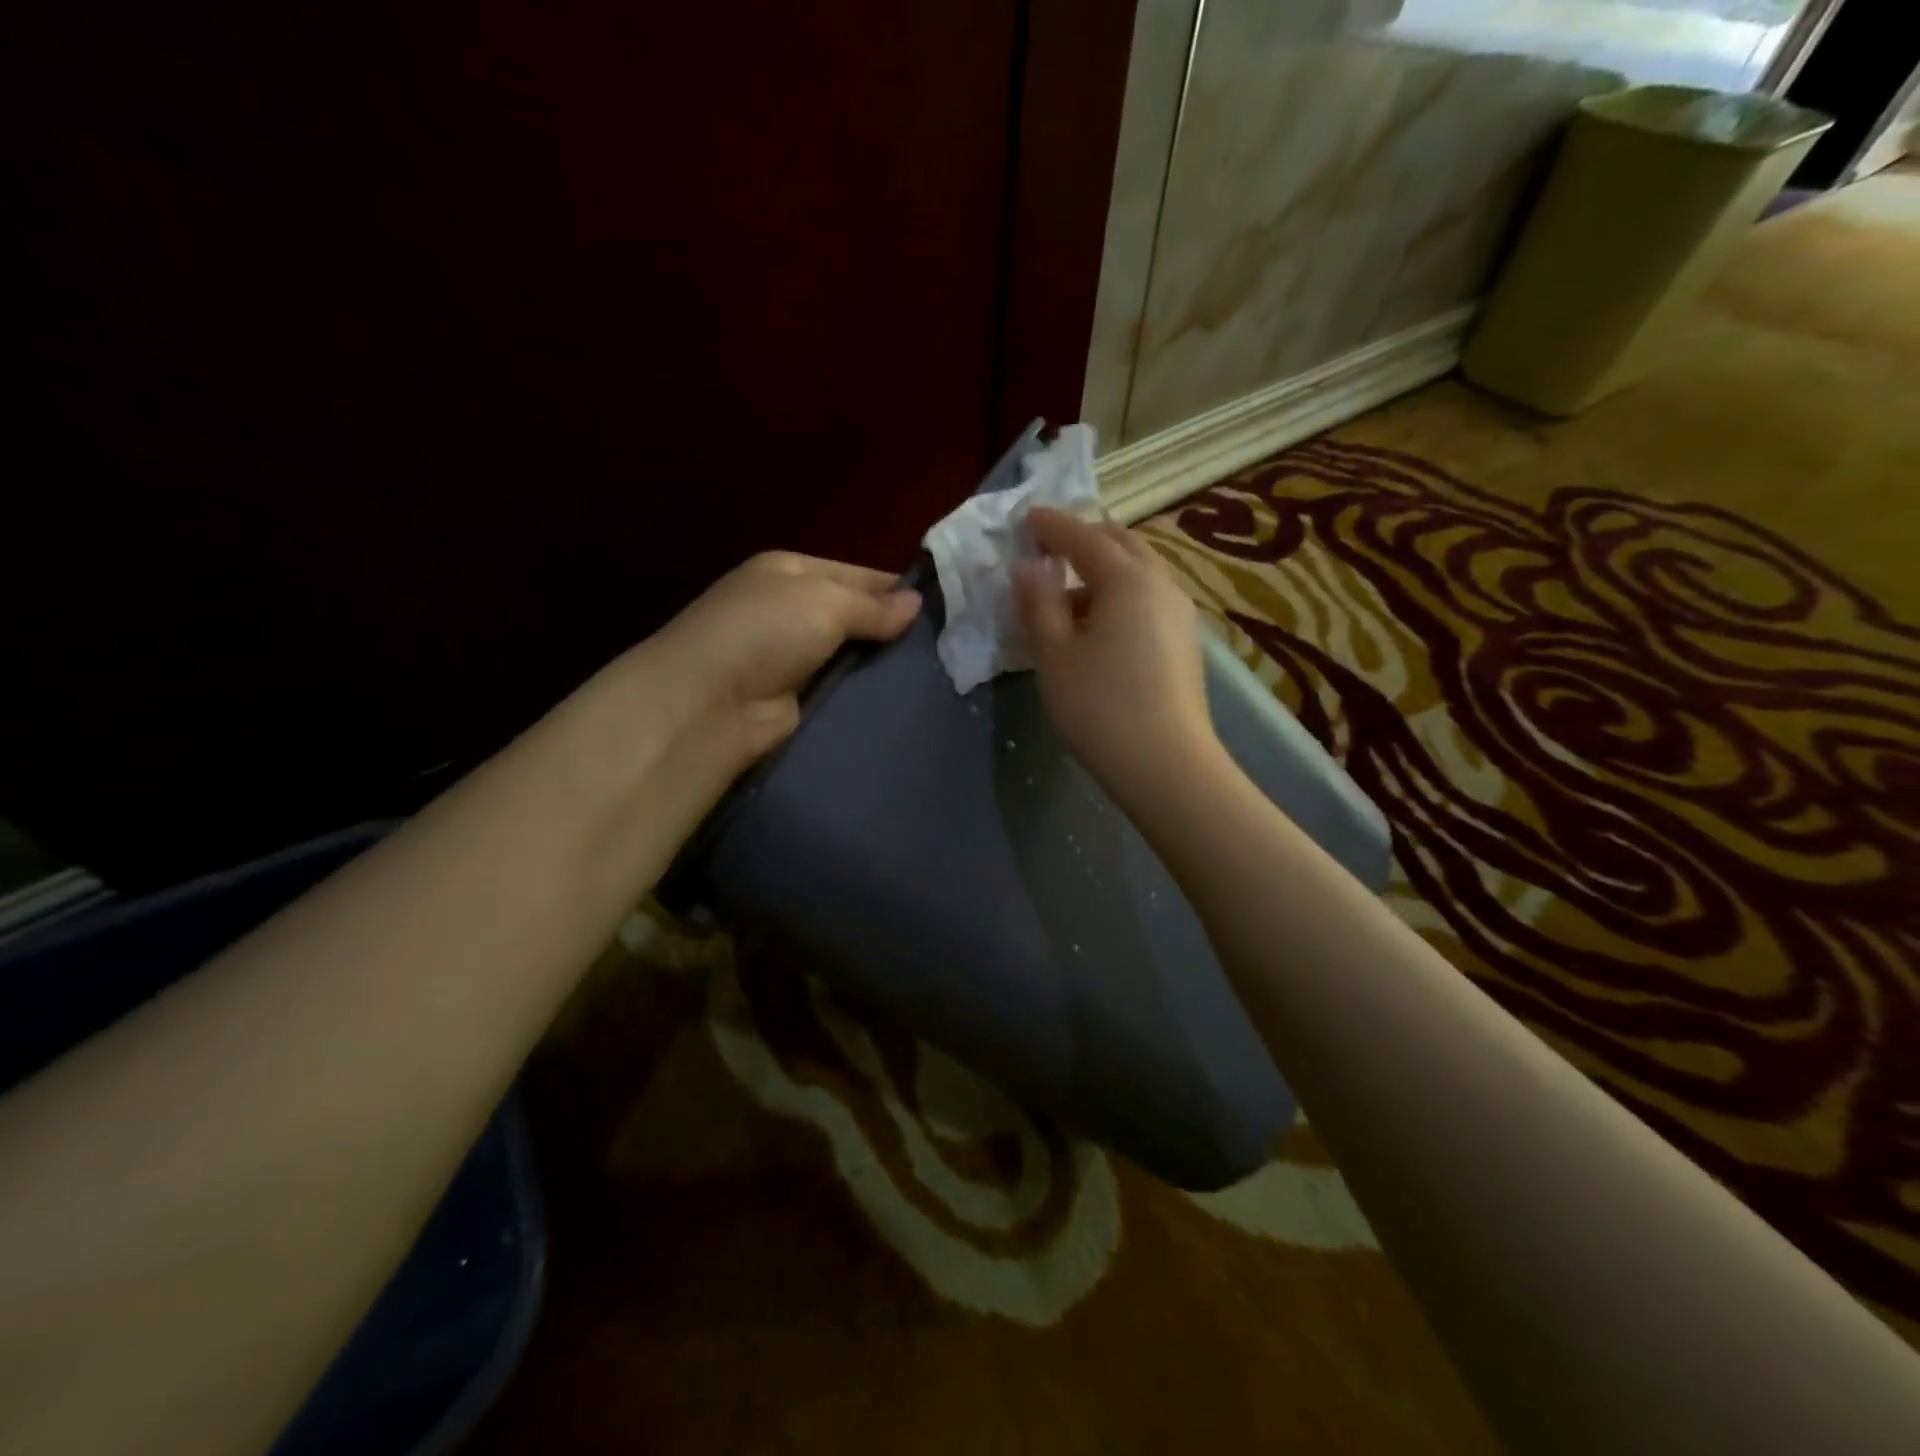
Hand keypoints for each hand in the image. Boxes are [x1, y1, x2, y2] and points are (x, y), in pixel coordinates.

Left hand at [647, 550, 921, 761]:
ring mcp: (792, 655)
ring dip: (883, 663)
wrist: (710, 703)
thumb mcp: (825, 601)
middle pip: (855, 614)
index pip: (857, 574)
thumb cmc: (766, 631)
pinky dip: (866, 691)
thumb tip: (917, 604)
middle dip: (894, 629)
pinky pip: (842, 687)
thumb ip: (873, 605)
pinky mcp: (797, 696)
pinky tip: (903, 697)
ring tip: (938, 672)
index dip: (897, 589)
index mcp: (790, 570)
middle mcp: (790, 609)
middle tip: (949, 645)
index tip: (943, 608)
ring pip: (852, 654)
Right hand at [1013, 508, 1216, 800]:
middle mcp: (1161, 584)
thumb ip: (1039, 604)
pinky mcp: (1185, 641)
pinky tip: (1100, 622)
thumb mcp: (1055, 655)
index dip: (1051, 525)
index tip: (1026, 518)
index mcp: (1127, 578)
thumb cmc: (1100, 707)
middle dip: (1084, 538)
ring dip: (1103, 568)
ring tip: (1068, 590)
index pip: (1083, 536)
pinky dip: (1120, 594)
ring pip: (1139, 571)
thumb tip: (1028, 568)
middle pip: (1120, 544)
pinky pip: (1148, 598)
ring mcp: (1179, 613)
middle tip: (1049, 546)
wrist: (1166, 765)